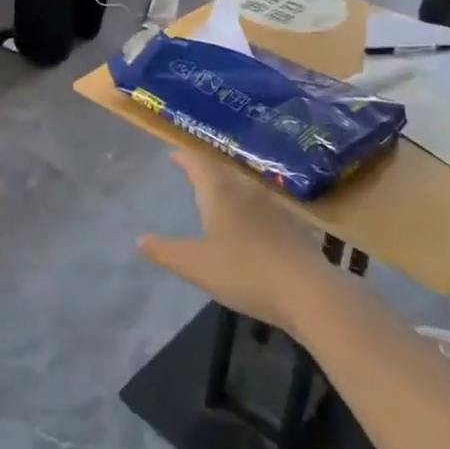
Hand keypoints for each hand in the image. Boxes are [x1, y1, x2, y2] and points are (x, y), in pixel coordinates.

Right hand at [138, 151, 324, 328]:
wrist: (309, 292)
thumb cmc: (244, 272)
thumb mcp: (195, 265)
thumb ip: (165, 251)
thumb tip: (140, 239)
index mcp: (220, 194)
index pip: (199, 165)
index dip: (184, 158)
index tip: (173, 155)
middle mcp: (247, 192)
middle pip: (224, 173)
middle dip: (207, 171)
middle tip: (194, 173)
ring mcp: (275, 208)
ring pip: (247, 188)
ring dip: (231, 187)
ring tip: (220, 195)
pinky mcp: (295, 227)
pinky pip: (266, 208)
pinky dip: (252, 208)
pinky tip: (254, 224)